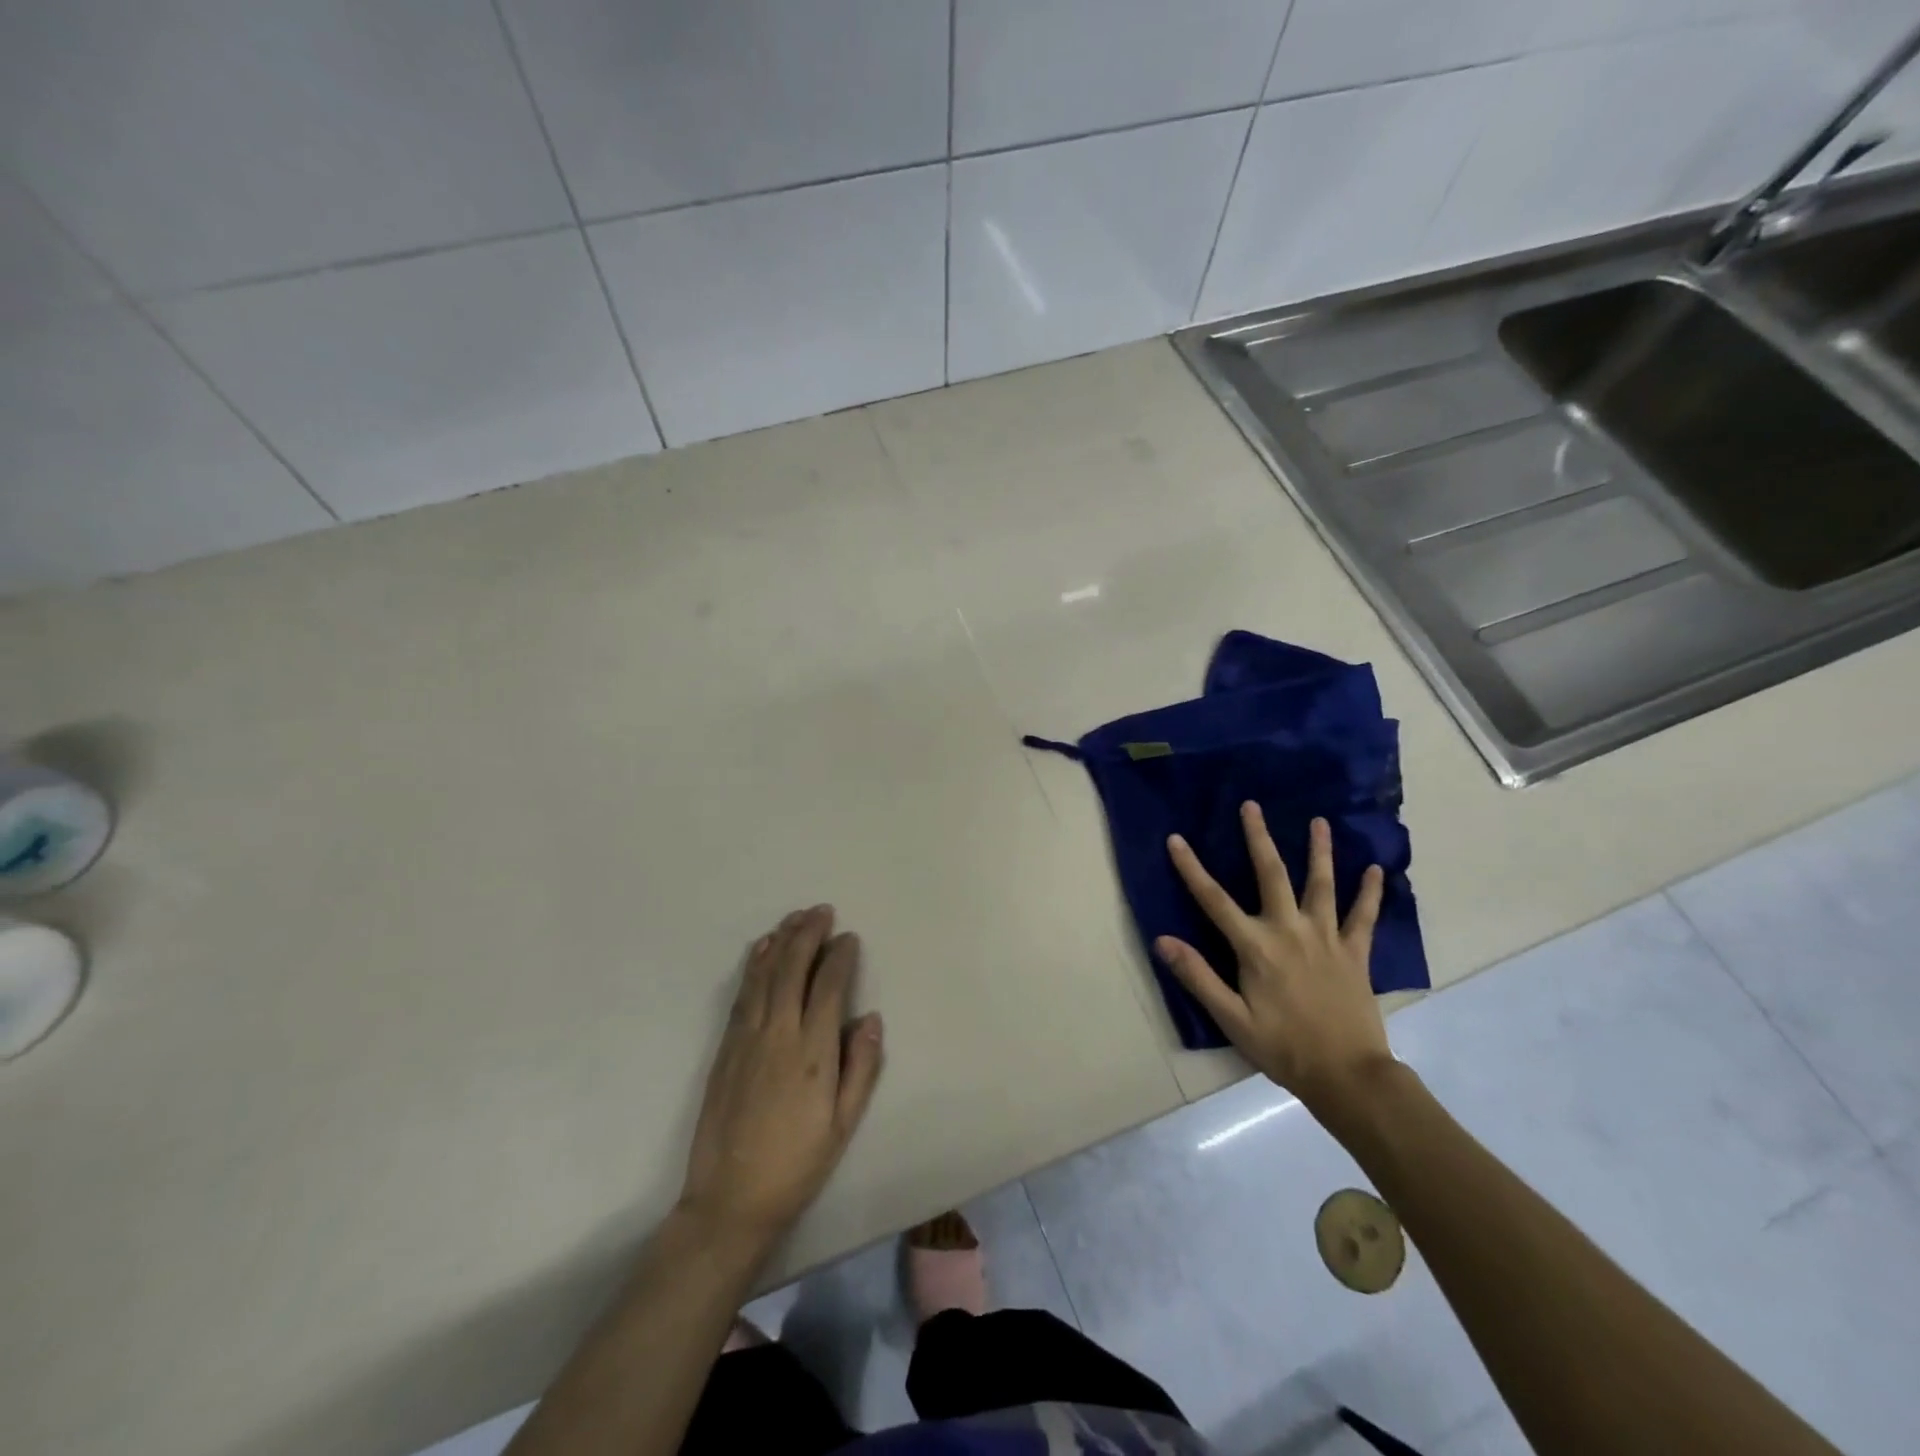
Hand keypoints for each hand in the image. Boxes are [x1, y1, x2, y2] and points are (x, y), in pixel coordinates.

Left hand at [679, 906, 884, 1248]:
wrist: (729, 1199)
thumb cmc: (797, 1164)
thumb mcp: (843, 1124)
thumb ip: (861, 1067)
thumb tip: (870, 1017)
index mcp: (812, 1053)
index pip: (828, 987)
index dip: (840, 957)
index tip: (849, 938)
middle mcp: (778, 1034)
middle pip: (793, 969)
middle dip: (809, 935)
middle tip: (822, 911)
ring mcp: (746, 1038)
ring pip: (765, 975)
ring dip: (781, 941)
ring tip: (796, 917)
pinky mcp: (725, 1047)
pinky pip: (742, 993)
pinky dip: (754, 964)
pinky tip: (762, 948)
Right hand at [1156, 806, 1393, 1113]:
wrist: (1347, 1076)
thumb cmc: (1283, 1047)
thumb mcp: (1232, 1019)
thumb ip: (1198, 976)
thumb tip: (1162, 940)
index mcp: (1256, 947)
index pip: (1214, 900)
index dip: (1191, 868)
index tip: (1176, 839)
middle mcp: (1290, 931)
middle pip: (1271, 875)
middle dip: (1258, 838)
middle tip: (1252, 806)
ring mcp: (1326, 938)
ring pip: (1321, 885)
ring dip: (1320, 851)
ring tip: (1320, 822)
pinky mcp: (1355, 953)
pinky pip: (1363, 917)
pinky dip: (1370, 893)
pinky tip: (1376, 870)